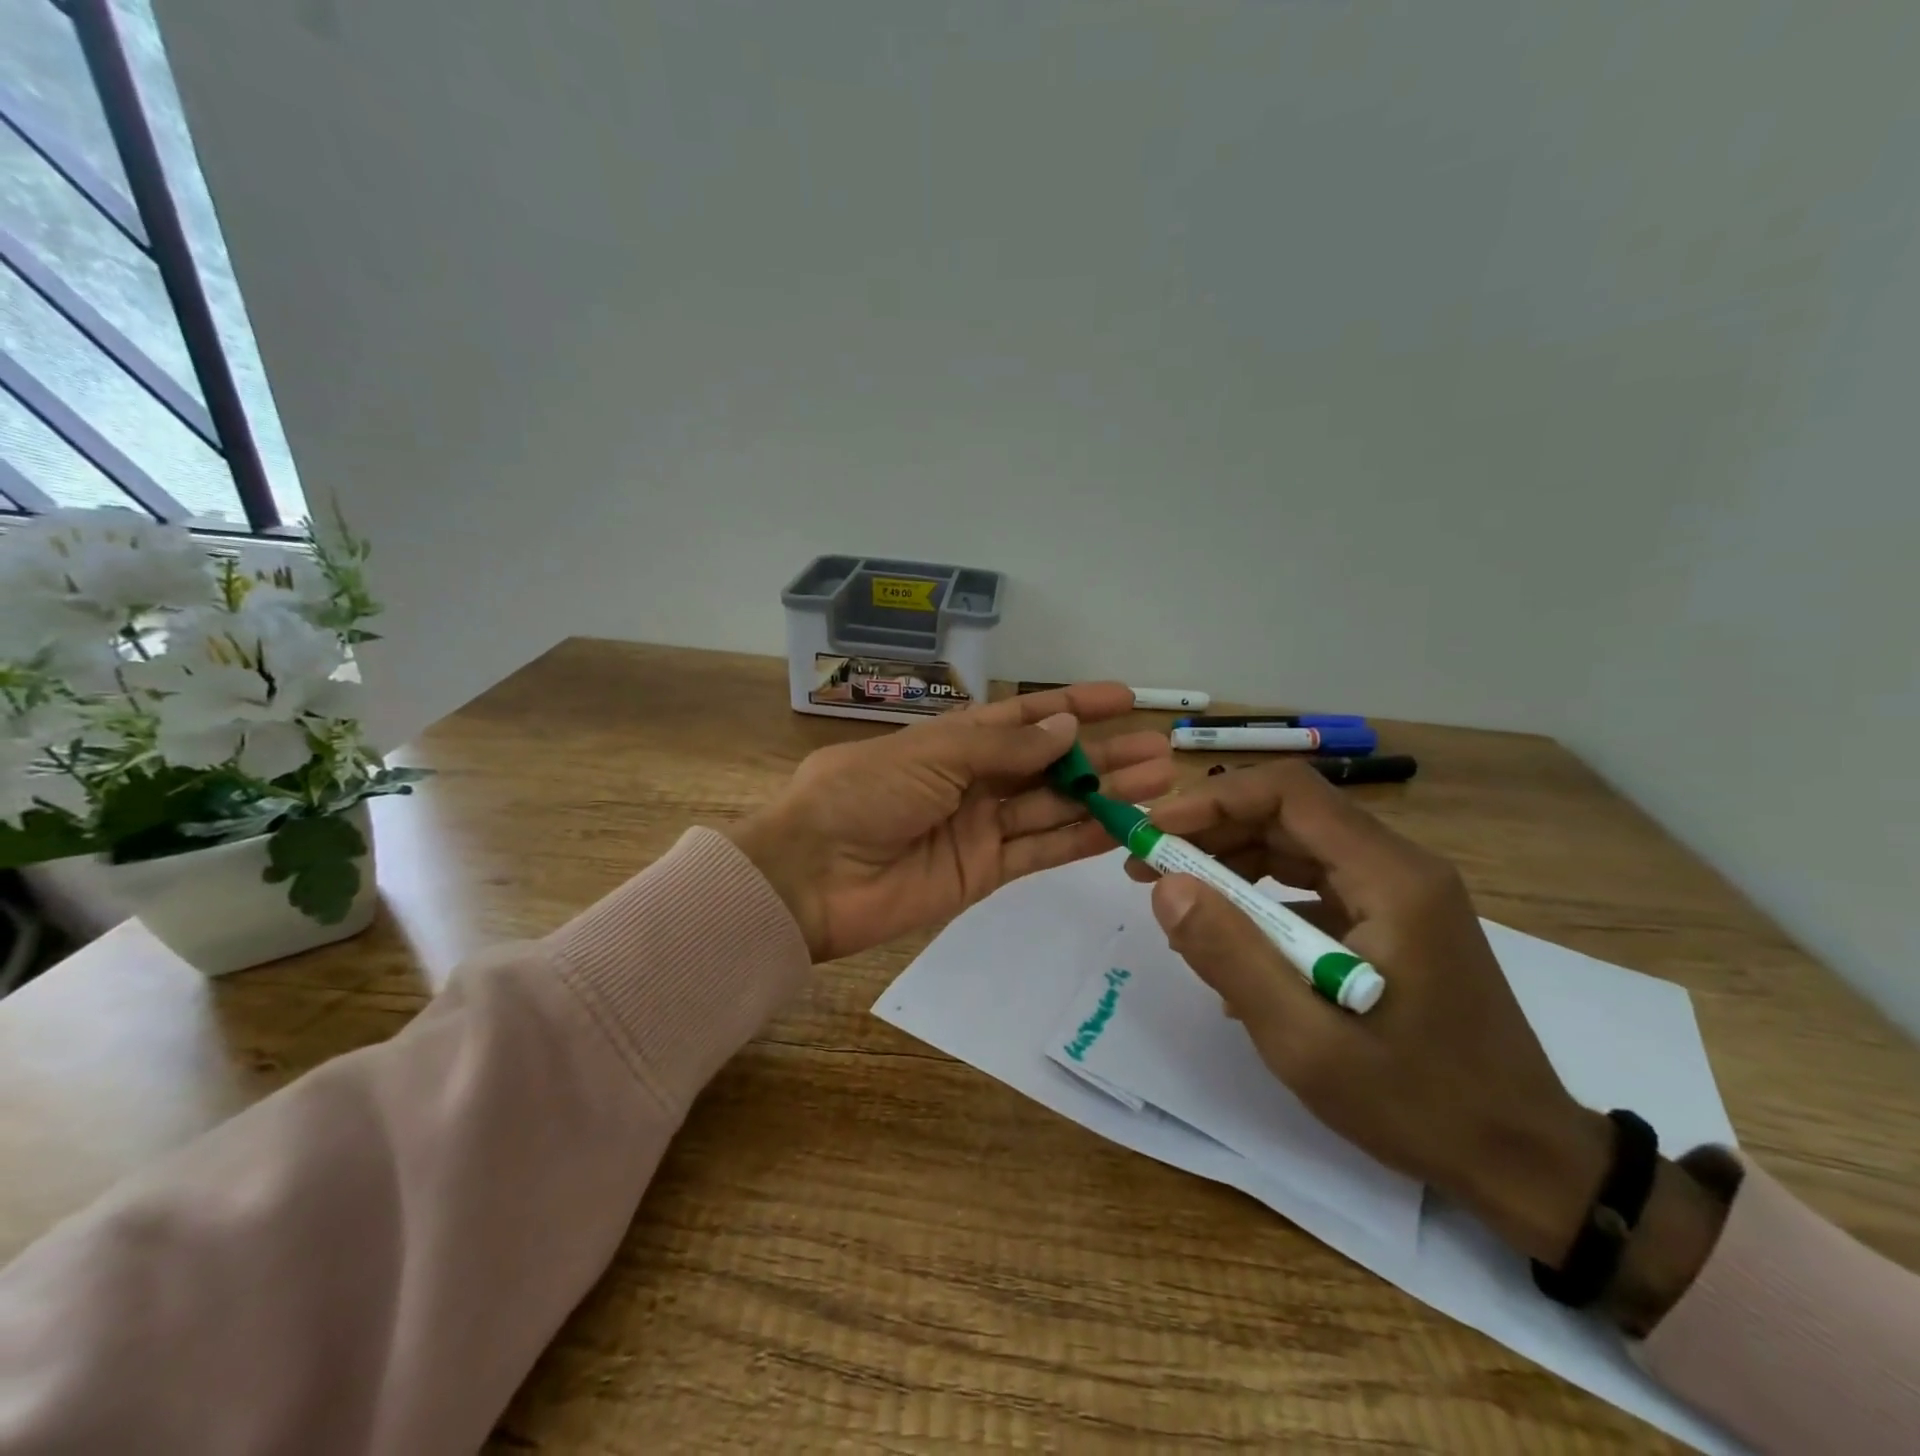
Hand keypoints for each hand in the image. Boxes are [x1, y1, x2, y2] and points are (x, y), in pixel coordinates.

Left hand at [727, 683, 1172, 962]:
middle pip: (1049, 764)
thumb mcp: (932, 754)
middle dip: (1102, 754)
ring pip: (1054, 806)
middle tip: (1159, 749)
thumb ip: (1003, 747)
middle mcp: (972, 780)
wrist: (812, 877)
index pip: (1024, 717)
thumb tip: (1066, 727)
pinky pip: (1040, 850)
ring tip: (1158, 781)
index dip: (1072, 706)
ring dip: (1103, 794)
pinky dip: (1080, 838)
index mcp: (953, 741)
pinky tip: (1122, 825)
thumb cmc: (863, 795)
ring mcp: (980, 828)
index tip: (1124, 698)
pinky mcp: (984, 873)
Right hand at [1131, 760, 1612, 1265]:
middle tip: (1148, 867)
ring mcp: (1400, 893)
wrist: (1525, 1161)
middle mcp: (1401, 867)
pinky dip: (1262, 897)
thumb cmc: (1419, 1103)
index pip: (1290, 793)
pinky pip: (1314, 884)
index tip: (1155, 833)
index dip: (1214, 800)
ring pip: (1299, 845)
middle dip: (1212, 831)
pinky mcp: (1393, 920)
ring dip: (1232, 861)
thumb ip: (1232, 957)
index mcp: (1391, 879)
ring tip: (1176, 899)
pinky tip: (1230, 941)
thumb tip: (1166, 887)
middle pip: (1290, 813)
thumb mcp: (1306, 1042)